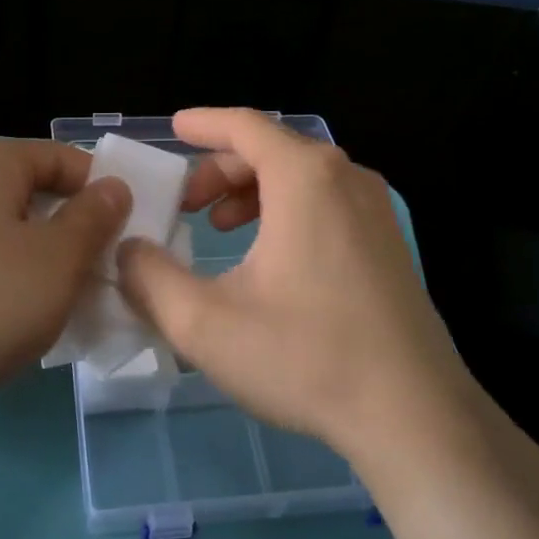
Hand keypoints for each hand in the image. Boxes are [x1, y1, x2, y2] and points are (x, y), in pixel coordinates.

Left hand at [0, 138, 131, 425]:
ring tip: (77, 295)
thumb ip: (95, 216)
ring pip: (14, 231)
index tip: (129, 231)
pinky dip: (18, 278)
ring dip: (51, 258)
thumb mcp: (60, 256)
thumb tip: (113, 188)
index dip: (100, 189)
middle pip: (36, 193)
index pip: (62, 157)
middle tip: (107, 267)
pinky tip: (35, 314)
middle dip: (76, 228)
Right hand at [118, 109, 483, 464]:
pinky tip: (268, 257)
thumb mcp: (203, 322)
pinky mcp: (389, 245)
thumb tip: (127, 252)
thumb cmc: (305, 357)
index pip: (245, 126)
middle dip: (220, 170)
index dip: (203, 124)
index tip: (173, 129)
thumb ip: (149, 278)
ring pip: (301, 177)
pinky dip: (286, 210)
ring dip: (252, 191)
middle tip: (186, 205)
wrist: (412, 414)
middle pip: (272, 150)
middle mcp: (346, 179)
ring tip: (221, 228)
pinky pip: (327, 203)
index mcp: (304, 179)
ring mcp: (377, 211)